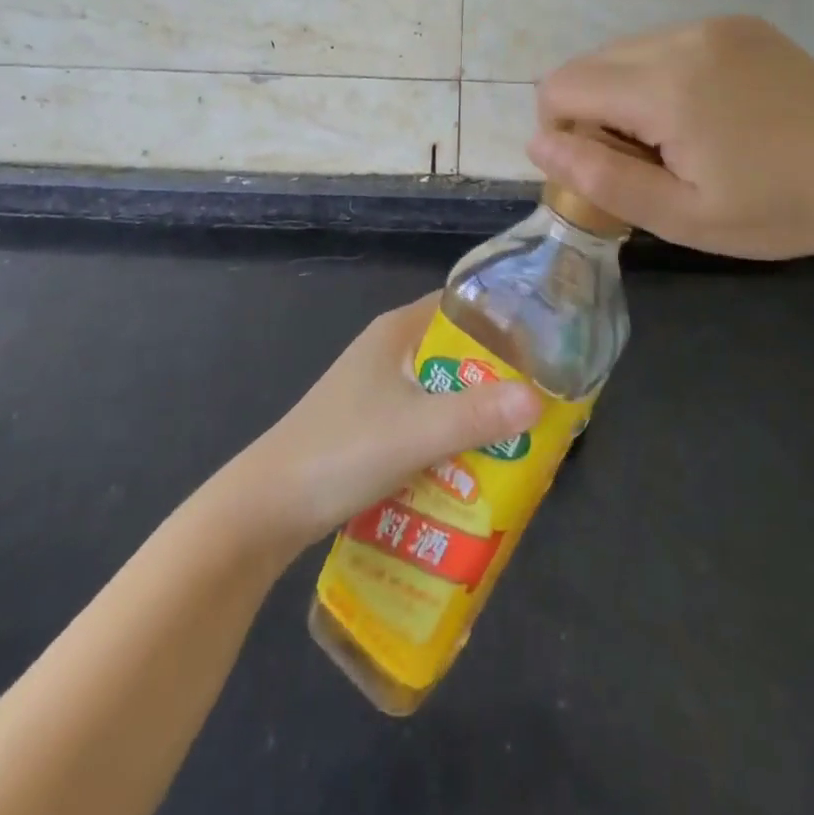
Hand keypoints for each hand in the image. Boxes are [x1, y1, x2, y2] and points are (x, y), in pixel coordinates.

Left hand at [236, 294, 541, 552]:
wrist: (268, 508)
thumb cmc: (341, 451)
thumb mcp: (416, 431)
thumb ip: (478, 415)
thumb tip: (541, 400)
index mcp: (396, 332)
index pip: (461, 306)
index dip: (503, 320)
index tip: (546, 344)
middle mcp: (388, 352)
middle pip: (456, 352)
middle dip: (497, 376)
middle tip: (542, 400)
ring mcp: (377, 390)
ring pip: (442, 391)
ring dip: (475, 412)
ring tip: (521, 437)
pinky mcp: (371, 426)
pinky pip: (425, 421)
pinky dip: (451, 437)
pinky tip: (476, 465)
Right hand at [527, 15, 813, 260]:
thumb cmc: (774, 210)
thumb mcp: (680, 216)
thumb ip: (600, 178)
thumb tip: (538, 144)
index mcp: (666, 87)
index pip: (562, 86)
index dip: (559, 129)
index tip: (599, 166)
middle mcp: (682, 39)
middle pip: (589, 64)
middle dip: (591, 112)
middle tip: (644, 160)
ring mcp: (713, 25)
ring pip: (624, 52)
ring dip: (624, 93)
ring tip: (676, 138)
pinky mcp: (737, 24)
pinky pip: (665, 44)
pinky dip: (659, 76)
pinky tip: (704, 112)